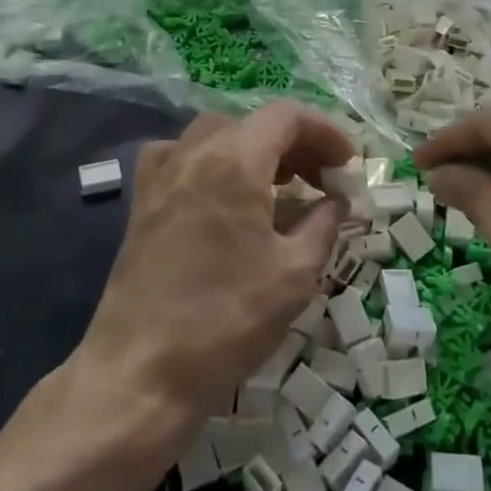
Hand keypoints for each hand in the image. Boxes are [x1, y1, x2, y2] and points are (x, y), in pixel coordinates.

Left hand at [74, 103, 352, 431]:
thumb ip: (323, 224)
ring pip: (216, 136)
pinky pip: (181, 159)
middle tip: (323, 181)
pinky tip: (224, 197)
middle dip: (295, 144)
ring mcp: (160, 177)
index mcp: (233, 161)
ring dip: (256, 151)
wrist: (141, 373)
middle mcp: (192, 154)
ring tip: (281, 187)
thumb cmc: (227, 321)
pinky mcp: (142, 204)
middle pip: (252, 124)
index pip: (286, 116)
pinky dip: (213, 163)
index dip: (326, 132)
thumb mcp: (295, 274)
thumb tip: (336, 201)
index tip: (348, 165)